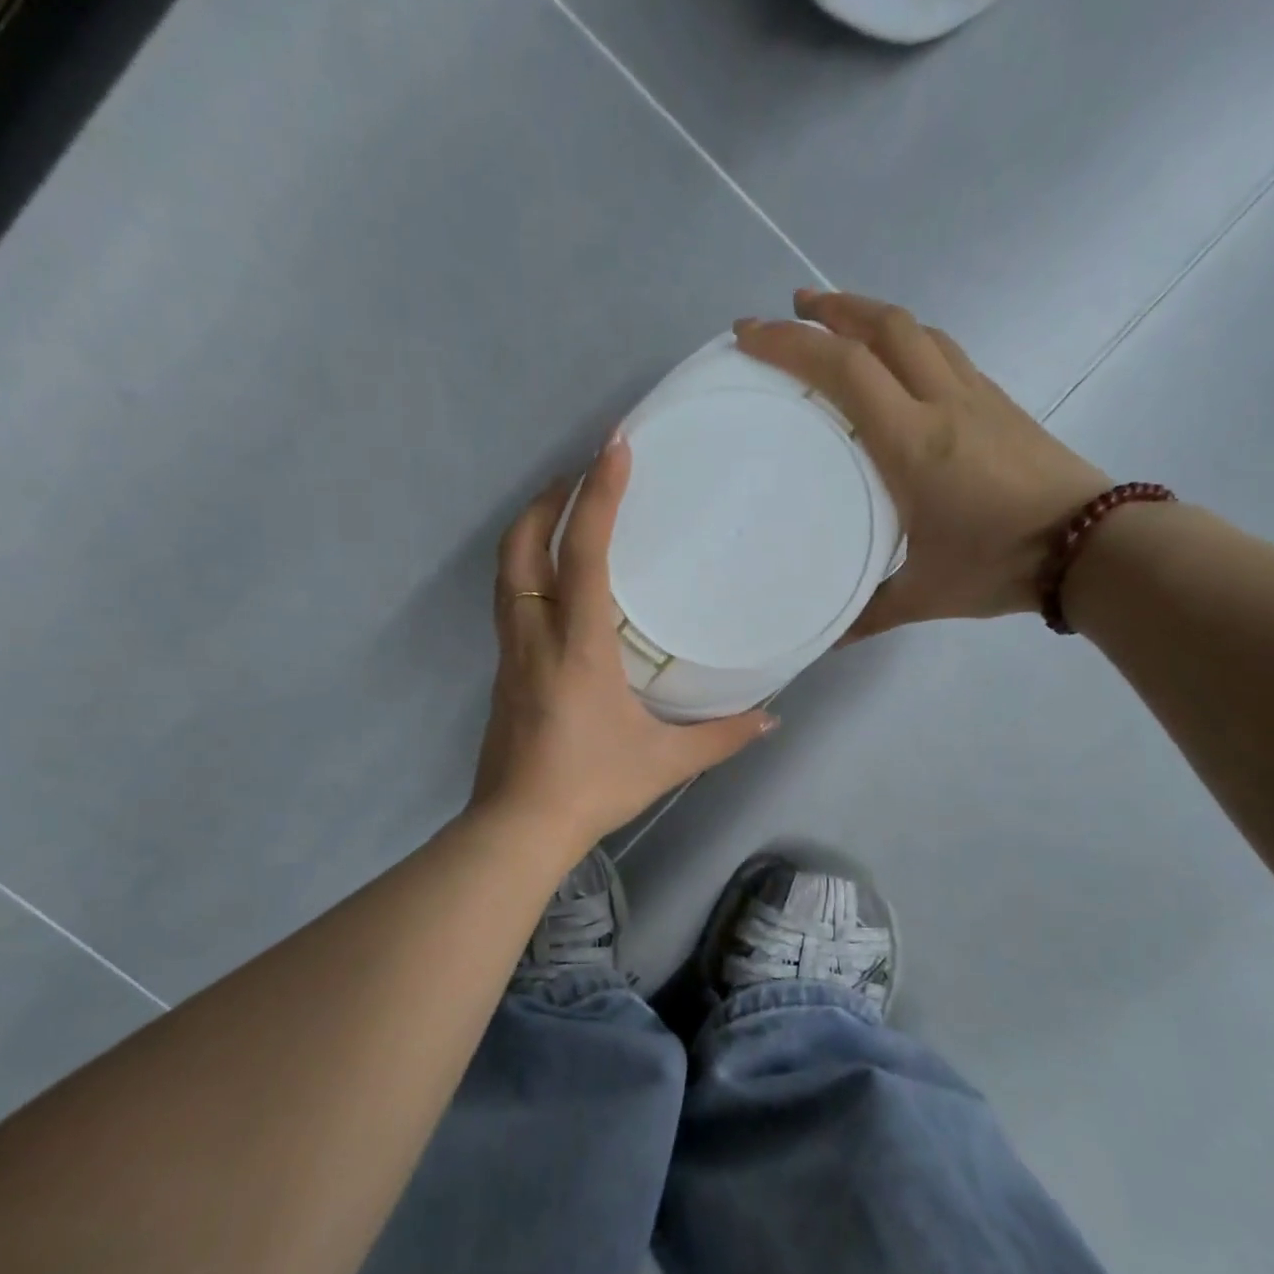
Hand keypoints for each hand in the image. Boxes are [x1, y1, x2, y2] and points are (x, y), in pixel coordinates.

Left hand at [471, 436, 778, 852]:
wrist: (519, 827)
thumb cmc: (593, 786)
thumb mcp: (666, 762)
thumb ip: (722, 737)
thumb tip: (771, 718)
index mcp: (578, 646)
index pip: (582, 552)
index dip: (599, 495)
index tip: (614, 446)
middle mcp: (535, 637)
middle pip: (521, 546)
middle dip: (547, 500)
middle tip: (580, 476)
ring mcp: (510, 654)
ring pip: (505, 573)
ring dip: (529, 531)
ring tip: (563, 514)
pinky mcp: (502, 674)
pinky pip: (508, 604)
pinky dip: (526, 571)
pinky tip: (553, 585)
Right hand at [736, 289, 1111, 634]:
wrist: (1092, 546)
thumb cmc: (1000, 565)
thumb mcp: (924, 596)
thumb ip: (869, 613)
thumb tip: (828, 640)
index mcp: (912, 444)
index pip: (845, 370)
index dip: (792, 344)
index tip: (750, 335)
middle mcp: (942, 403)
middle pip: (883, 327)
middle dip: (830, 309)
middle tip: (791, 309)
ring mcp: (976, 396)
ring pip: (918, 331)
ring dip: (871, 314)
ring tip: (837, 318)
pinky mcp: (1000, 402)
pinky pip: (945, 351)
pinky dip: (908, 340)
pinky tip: (897, 360)